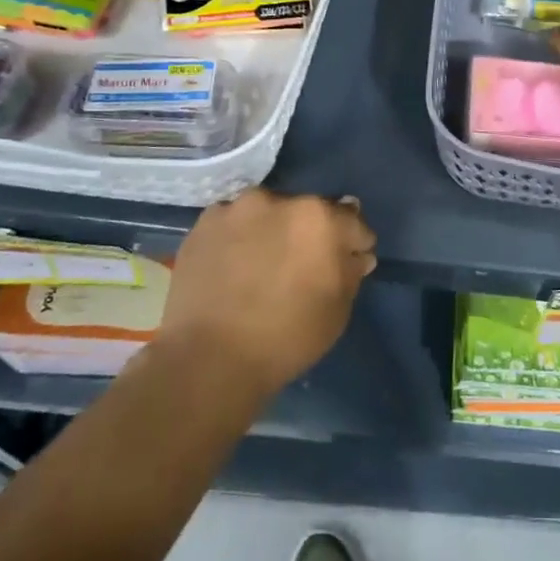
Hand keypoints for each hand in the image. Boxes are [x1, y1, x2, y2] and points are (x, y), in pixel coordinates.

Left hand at [159, 189, 376, 395]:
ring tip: (263, 265)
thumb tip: (355, 255)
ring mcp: (237, 208)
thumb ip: (351, 272)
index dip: (353, 245)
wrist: (209, 360)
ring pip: (268, 213)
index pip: (352, 222)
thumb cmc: (287, 337)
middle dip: (311, 234)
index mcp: (321, 218)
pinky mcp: (204, 223)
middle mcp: (280, 200)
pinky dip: (239, 238)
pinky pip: (234, 223)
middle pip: (308, 212)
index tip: (347, 264)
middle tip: (301, 266)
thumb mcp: (338, 310)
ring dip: (273, 230)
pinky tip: (234, 266)